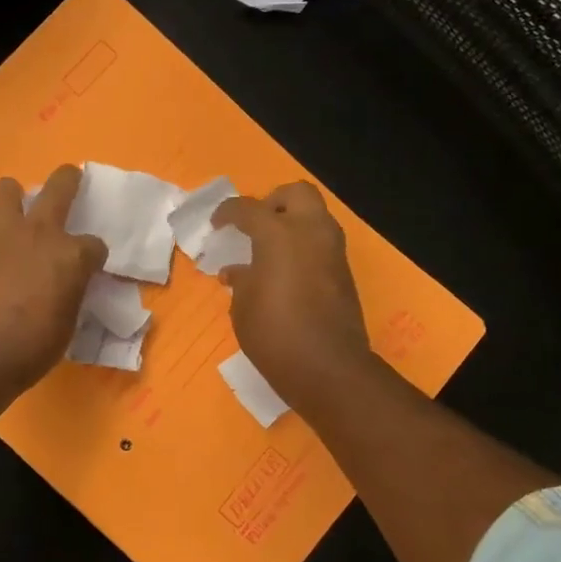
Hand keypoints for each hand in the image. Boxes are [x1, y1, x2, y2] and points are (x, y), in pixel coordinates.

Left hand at [0, 165, 106, 398]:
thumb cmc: (30, 348)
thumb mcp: (67, 323)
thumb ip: (70, 293)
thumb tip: (66, 287)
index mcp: (72, 256)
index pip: (95, 245)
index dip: (93, 256)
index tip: (90, 267)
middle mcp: (40, 232)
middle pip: (59, 187)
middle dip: (68, 180)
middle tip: (71, 180)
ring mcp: (3, 232)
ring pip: (7, 187)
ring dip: (14, 199)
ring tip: (15, 217)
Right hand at [213, 182, 374, 412]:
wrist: (328, 368)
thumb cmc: (274, 334)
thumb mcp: (243, 307)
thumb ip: (241, 280)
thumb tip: (238, 271)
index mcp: (279, 234)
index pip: (248, 208)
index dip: (227, 212)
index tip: (216, 224)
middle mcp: (311, 232)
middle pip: (296, 193)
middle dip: (273, 202)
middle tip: (254, 223)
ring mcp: (333, 251)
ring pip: (314, 215)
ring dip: (292, 222)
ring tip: (267, 248)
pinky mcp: (344, 272)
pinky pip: (321, 243)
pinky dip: (303, 245)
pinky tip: (283, 271)